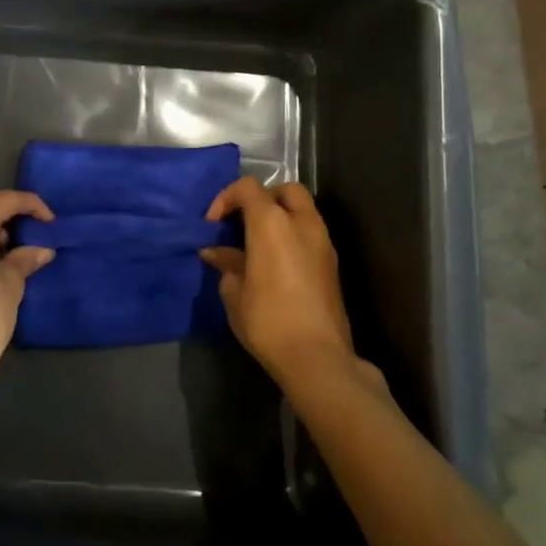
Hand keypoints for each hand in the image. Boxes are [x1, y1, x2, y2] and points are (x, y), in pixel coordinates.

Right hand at [201, 177, 356, 386]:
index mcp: (272, 222)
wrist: (317, 357)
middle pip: (284, 189)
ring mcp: (322, 241)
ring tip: (258, 244)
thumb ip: (226, 264)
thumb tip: (215, 252)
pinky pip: (310, 232)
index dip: (226, 198)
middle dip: (261, 199)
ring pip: (302, 210)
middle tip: (243, 223)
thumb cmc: (268, 320)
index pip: (248, 188)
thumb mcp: (235, 293)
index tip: (213, 225)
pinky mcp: (332, 263)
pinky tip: (276, 262)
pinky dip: (293, 235)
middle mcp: (302, 222)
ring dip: (280, 216)